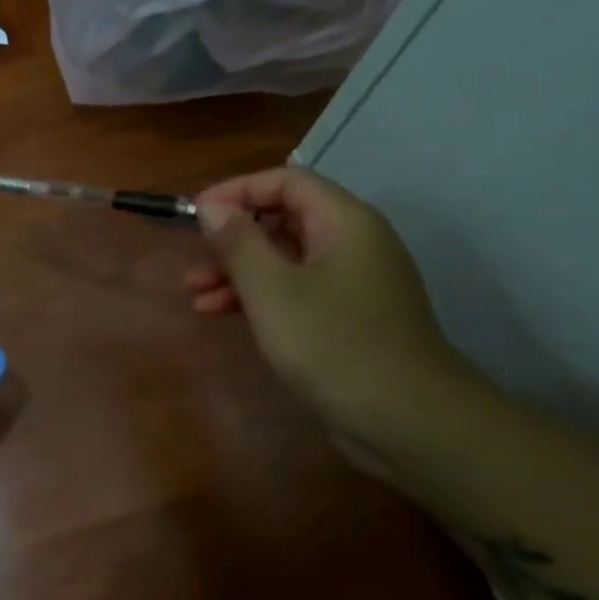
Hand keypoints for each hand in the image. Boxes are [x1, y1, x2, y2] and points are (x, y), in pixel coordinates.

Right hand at [186, 166, 474, 447]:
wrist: (405, 418)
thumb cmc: (332, 343)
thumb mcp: (271, 290)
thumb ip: (238, 243)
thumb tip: (211, 207)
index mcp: (344, 223)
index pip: (286, 181)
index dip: (237, 191)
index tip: (195, 215)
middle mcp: (352, 243)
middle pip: (284, 219)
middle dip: (232, 237)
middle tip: (193, 261)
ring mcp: (352, 282)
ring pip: (284, 260)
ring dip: (237, 272)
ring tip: (194, 295)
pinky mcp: (346, 317)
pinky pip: (294, 291)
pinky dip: (257, 297)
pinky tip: (221, 315)